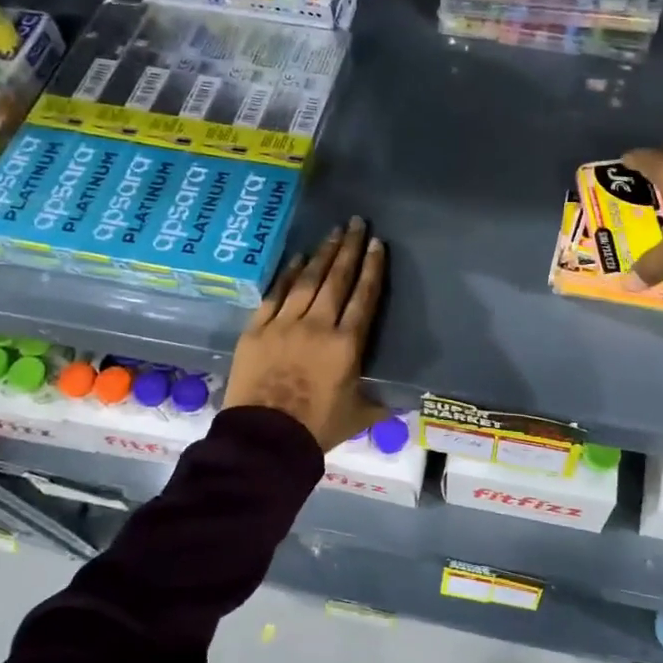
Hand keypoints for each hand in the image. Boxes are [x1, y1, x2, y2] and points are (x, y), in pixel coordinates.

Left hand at [224, 217, 388, 451]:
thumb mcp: (360, 416)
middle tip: (357, 223)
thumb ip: (381, 402)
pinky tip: (297, 259)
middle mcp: (317, 325)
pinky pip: (275, 294)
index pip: (364, 297)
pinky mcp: (256, 330)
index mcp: (347, 344)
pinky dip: (287, 275)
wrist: (265, 440)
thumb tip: (405, 401)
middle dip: (349, 249)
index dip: (372, 269)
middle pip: (337, 279)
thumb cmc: (317, 429)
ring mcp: (284, 324)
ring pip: (307, 281)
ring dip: (322, 254)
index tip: (377, 244)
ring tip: (333, 232)